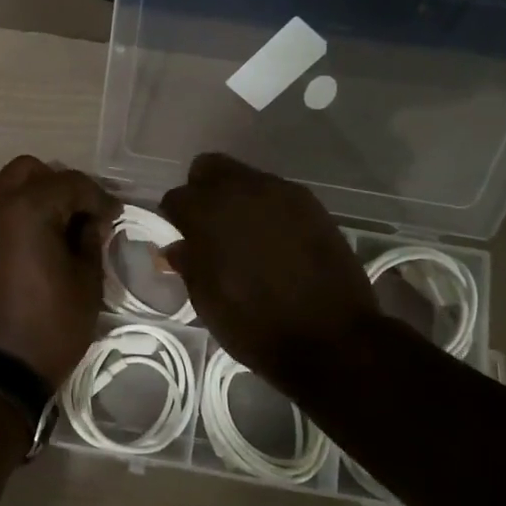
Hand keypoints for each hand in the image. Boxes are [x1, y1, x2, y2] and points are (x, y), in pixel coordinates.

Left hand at [0, 156, 117, 389]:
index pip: (70, 183)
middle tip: (80, 215)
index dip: (98, 197)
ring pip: (3, 193)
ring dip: (31, 202)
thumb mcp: (86, 287)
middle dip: (58, 185)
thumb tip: (89, 223)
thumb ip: (90, 243)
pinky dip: (10, 224)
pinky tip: (26, 254)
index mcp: (26, 210)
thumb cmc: (46, 330)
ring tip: (54, 234)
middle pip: (27, 171)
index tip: (114, 216)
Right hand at [160, 154, 399, 398]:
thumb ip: (189, 264)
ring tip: (246, 237)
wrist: (330, 338)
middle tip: (210, 228)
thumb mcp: (207, 301)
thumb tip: (180, 246)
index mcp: (208, 213)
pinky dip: (268, 210)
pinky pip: (277, 194)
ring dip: (237, 199)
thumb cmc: (255, 325)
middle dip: (203, 192)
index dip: (175, 220)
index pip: (176, 198)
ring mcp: (281, 193)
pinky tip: (276, 241)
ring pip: (246, 178)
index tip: (183, 241)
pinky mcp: (312, 204)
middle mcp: (243, 190)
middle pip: (209, 168)